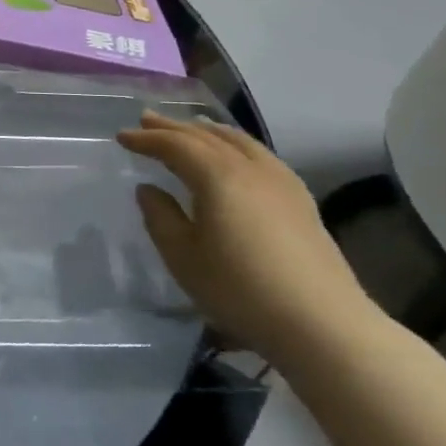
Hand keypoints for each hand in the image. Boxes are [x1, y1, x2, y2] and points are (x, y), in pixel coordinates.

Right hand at [116, 111, 379, 367]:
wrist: (323, 325)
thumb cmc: (240, 289)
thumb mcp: (182, 256)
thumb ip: (160, 217)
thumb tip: (149, 189)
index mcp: (218, 177)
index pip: (175, 145)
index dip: (146, 139)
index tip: (122, 137)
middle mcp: (250, 169)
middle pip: (207, 137)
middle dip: (174, 127)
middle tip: (147, 119)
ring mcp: (282, 183)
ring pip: (239, 142)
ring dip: (208, 131)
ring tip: (191, 127)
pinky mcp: (301, 201)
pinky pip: (260, 155)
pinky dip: (236, 145)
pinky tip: (236, 155)